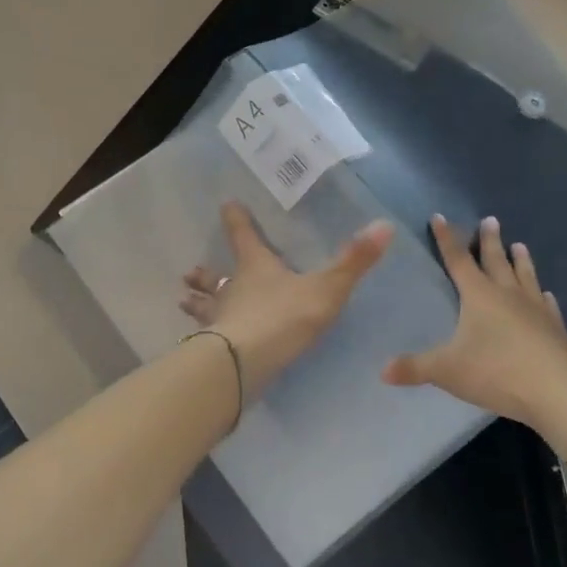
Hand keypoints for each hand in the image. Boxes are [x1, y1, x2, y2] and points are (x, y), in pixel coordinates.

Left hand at [181, 202, 392, 404]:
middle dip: (205, 273)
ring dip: (195, 303)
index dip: (236, 220)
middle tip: (189, 272)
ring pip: (204, 307)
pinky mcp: (214, 349)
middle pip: (215, 277)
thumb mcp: (326, 288)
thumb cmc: (283, 317)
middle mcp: (232, 289)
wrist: (246, 361)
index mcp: (255, 267)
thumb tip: (384, 225)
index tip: (226, 205)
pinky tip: (196, 343)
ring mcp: (219, 320)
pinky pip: (206, 338)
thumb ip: (353, 261)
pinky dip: (201, 336)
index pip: (244, 236)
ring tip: (183, 301)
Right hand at [382, 214, 566, 430]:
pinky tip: (547, 294)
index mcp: (479, 295)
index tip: (439, 217)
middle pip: (496, 260)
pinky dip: (544, 296)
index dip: (446, 238)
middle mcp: (507, 294)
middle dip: (489, 240)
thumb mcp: (446, 370)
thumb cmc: (495, 372)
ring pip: (526, 276)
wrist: (555, 391)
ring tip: (520, 245)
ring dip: (521, 260)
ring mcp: (535, 309)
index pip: (457, 260)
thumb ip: (414, 368)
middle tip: (491, 220)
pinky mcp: (555, 328)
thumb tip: (382, 371)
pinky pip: (548, 305)